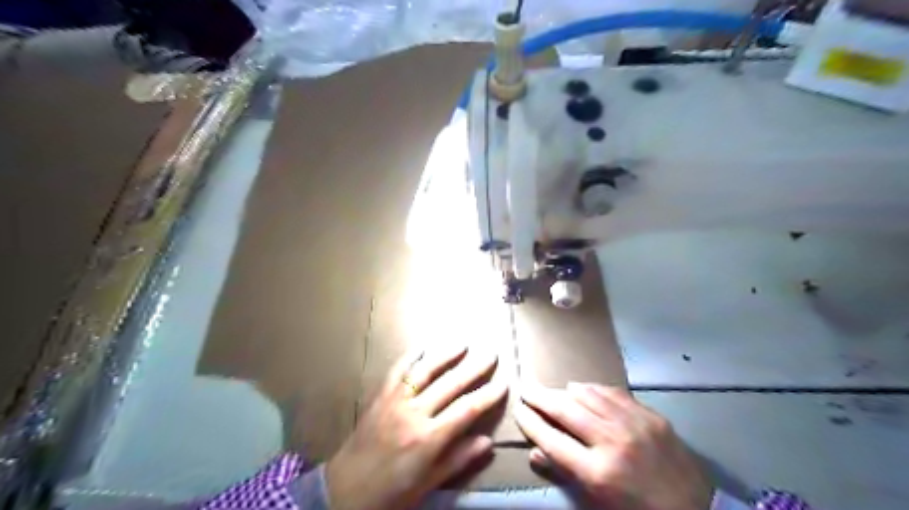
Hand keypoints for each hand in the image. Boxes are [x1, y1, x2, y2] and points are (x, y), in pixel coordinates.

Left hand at [328, 346, 507, 509]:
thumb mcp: (428, 484)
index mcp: (429, 439)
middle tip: (491, 354)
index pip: (467, 410)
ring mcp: (396, 401)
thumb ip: (458, 460)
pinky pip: (397, 371)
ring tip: (463, 343)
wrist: (344, 490)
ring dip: (446, 355)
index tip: (503, 383)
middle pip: (451, 384)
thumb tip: (487, 442)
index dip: (488, 395)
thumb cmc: (391, 492)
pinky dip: (410, 357)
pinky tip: (422, 346)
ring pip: (425, 371)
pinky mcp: (380, 396)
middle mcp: (415, 414)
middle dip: (474, 368)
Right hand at [513, 383, 712, 508]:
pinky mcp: (650, 415)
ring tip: (553, 390)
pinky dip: (593, 389)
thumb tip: (535, 454)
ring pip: (588, 395)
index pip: (552, 440)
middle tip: (526, 387)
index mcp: (598, 472)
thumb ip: (566, 475)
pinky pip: (613, 393)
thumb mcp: (599, 503)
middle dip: (540, 397)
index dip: (531, 423)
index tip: (518, 410)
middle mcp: (612, 442)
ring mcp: (633, 424)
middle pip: (566, 410)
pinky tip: (585, 389)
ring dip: (565, 390)